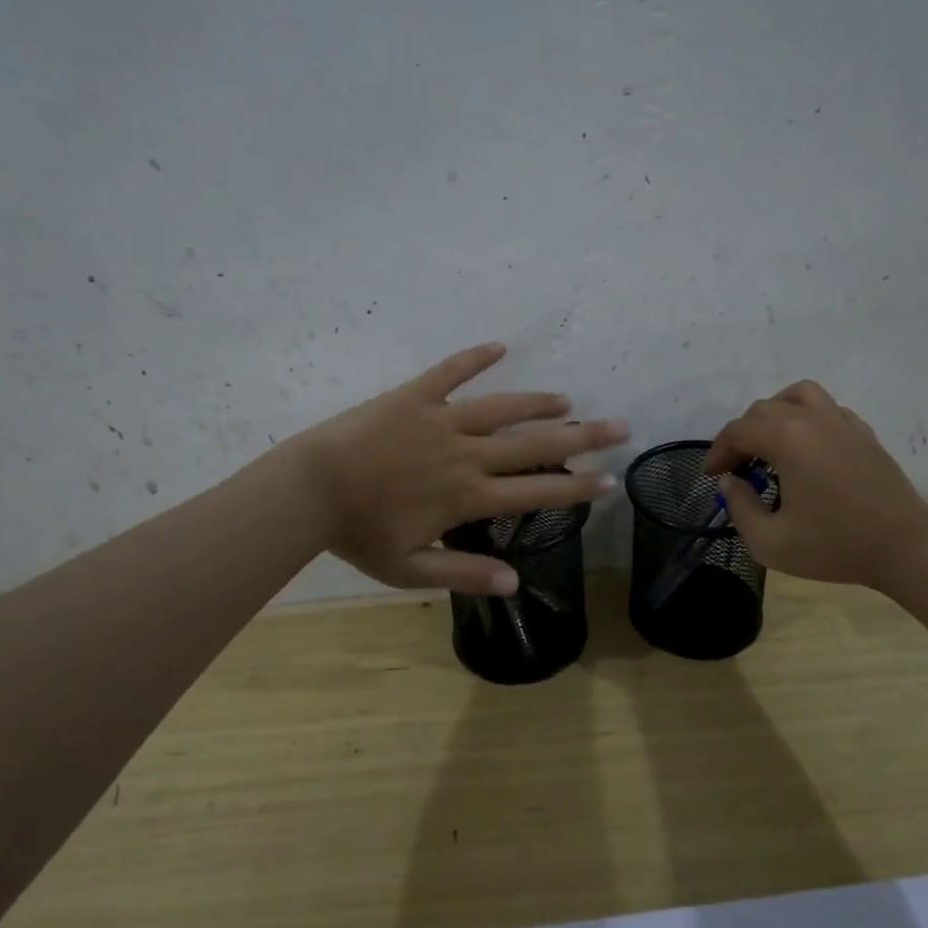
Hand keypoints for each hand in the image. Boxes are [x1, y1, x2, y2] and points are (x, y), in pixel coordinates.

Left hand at [286, 342, 628, 595]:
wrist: (310, 489)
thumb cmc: (359, 532)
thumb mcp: (409, 569)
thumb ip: (463, 573)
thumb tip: (516, 582)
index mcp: (467, 496)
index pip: (535, 491)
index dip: (576, 489)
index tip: (610, 482)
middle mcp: (466, 453)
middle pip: (533, 444)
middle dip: (580, 437)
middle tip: (618, 426)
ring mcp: (441, 419)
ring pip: (502, 408)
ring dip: (538, 403)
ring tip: (568, 399)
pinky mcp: (415, 395)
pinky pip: (450, 371)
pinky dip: (475, 358)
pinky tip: (500, 346)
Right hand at [704, 380, 927, 590]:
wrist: (905, 548)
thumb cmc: (835, 546)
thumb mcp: (770, 542)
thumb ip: (739, 508)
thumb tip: (732, 483)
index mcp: (787, 439)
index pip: (738, 431)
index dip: (718, 451)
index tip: (713, 476)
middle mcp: (812, 419)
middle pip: (762, 410)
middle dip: (742, 436)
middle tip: (738, 468)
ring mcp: (842, 422)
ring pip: (798, 395)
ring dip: (775, 413)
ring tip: (770, 442)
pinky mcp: (863, 433)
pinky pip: (827, 409)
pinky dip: (808, 419)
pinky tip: (808, 449)